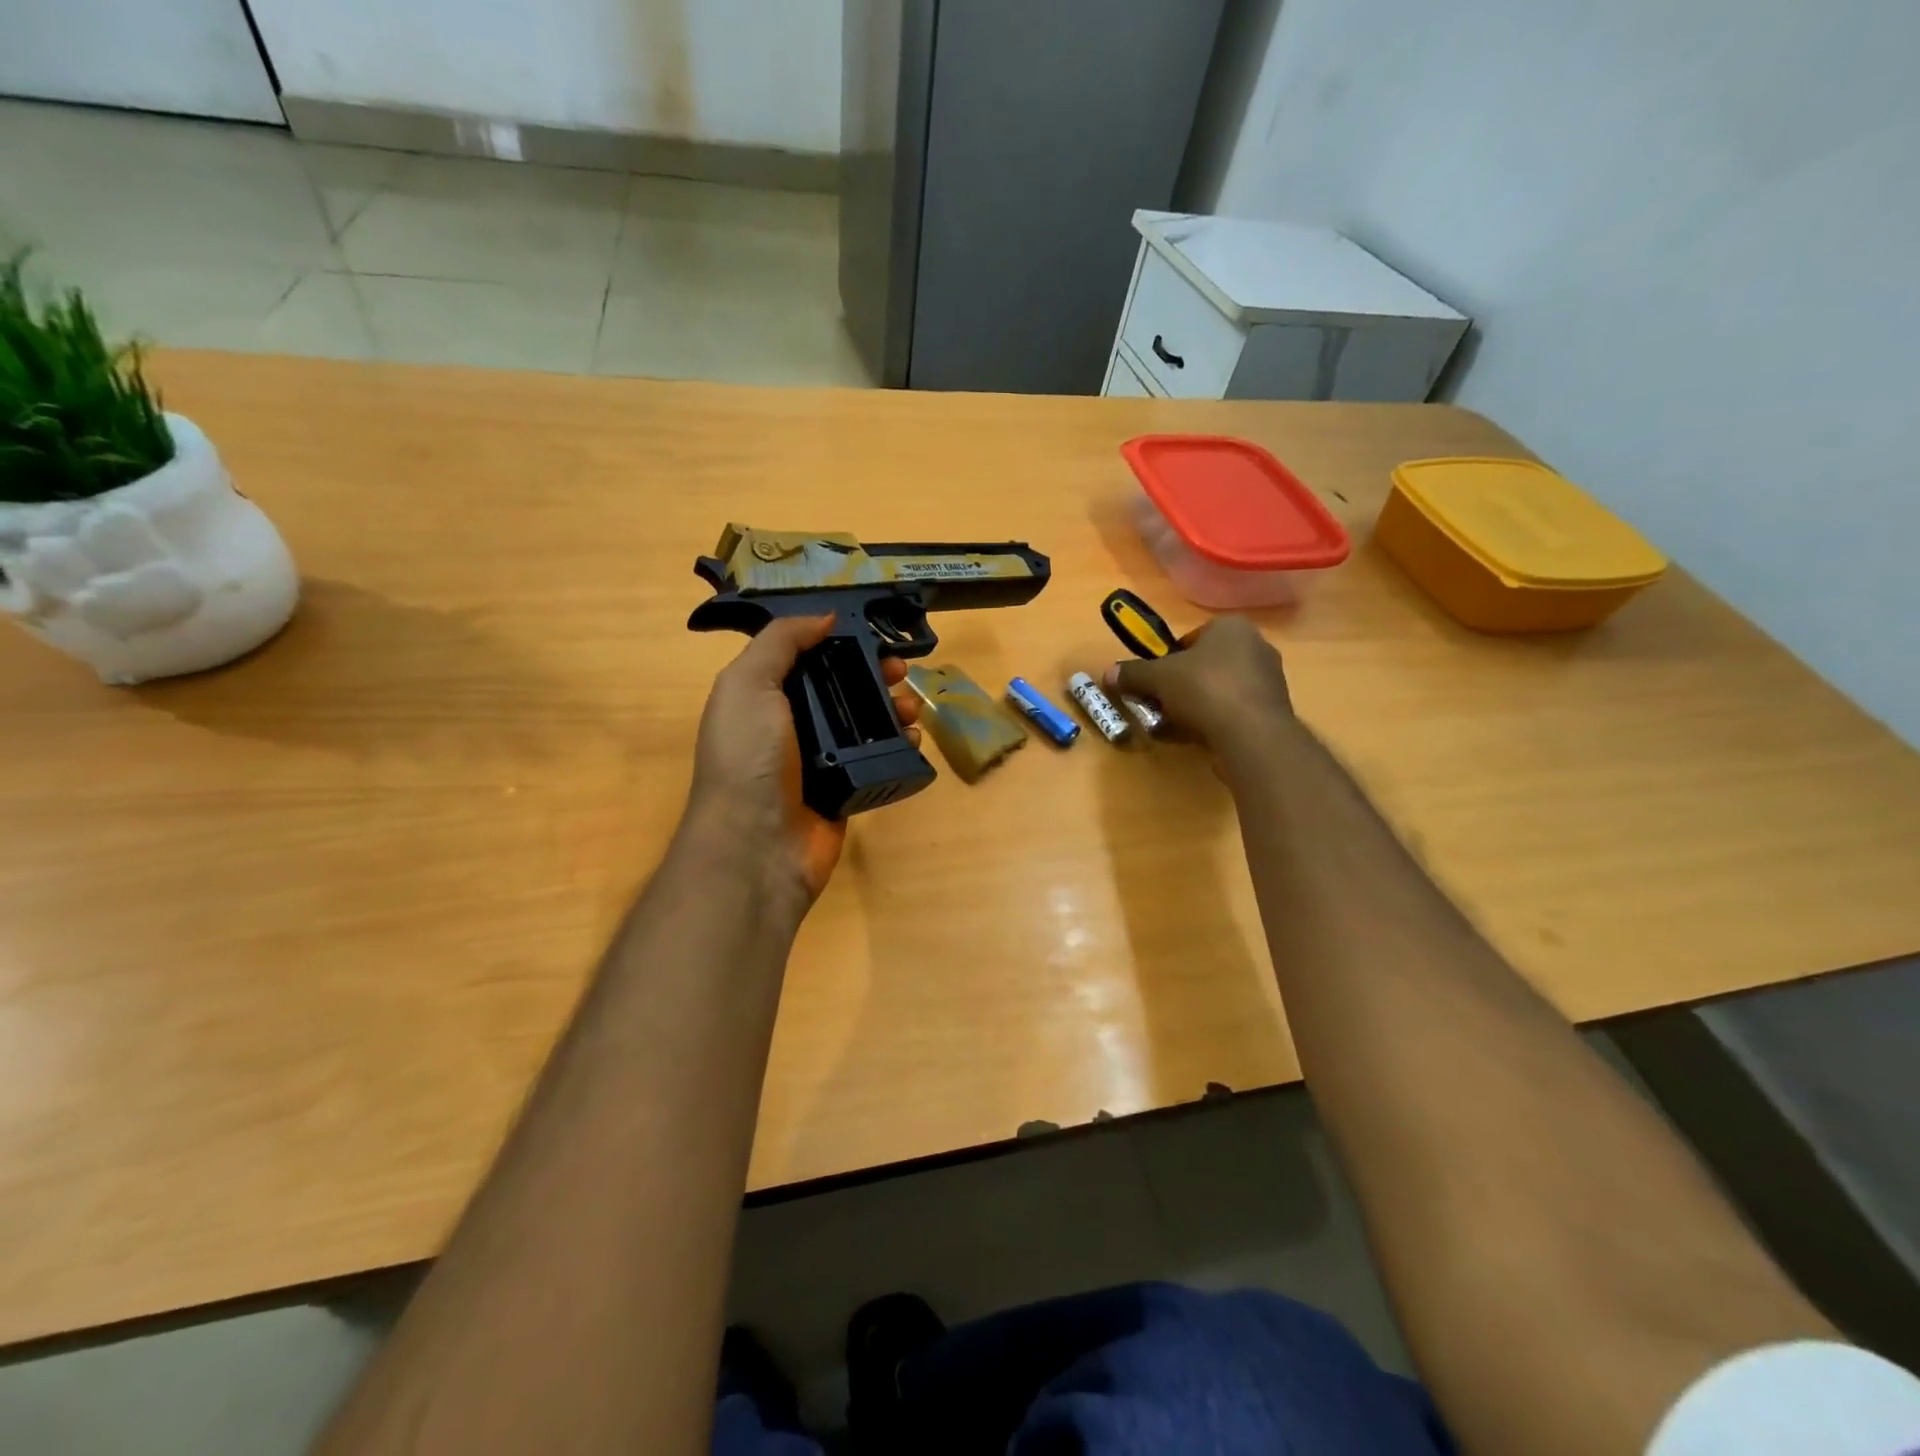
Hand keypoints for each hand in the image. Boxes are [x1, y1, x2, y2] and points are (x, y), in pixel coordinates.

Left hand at [687, 615, 921, 907]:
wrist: (757, 845)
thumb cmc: (749, 757)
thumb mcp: (748, 684)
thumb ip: (782, 641)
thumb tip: (826, 616)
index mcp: (763, 696)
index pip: (808, 657)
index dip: (840, 642)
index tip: (873, 637)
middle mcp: (792, 724)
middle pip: (842, 687)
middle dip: (874, 674)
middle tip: (902, 671)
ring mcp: (821, 759)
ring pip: (865, 722)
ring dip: (893, 707)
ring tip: (912, 708)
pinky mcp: (846, 788)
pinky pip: (877, 758)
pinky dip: (899, 745)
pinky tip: (914, 739)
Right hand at [1103, 615, 1294, 754]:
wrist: (1252, 733)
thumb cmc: (1204, 689)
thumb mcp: (1157, 677)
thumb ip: (1132, 674)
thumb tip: (1108, 674)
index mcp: (1231, 627)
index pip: (1191, 638)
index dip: (1167, 660)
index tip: (1154, 682)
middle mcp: (1256, 645)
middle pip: (1204, 665)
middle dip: (1180, 686)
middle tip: (1161, 705)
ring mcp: (1269, 679)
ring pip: (1218, 689)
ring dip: (1195, 706)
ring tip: (1175, 726)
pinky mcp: (1273, 710)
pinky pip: (1234, 711)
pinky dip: (1215, 721)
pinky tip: (1198, 737)